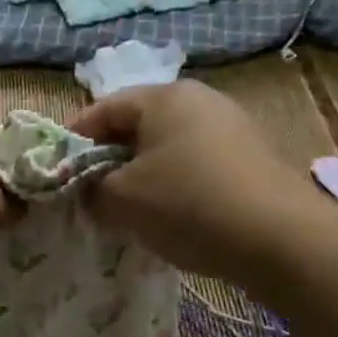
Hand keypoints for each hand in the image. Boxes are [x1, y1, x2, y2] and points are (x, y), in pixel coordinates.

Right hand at [69, 81, 314, 279]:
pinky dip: (175, 185)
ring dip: (143, 175)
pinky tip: (172, 217)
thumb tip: (91, 191)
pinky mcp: (251, 158)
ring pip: (168, 148)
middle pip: (138, 126)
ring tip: (129, 211)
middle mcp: (200, 101)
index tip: (58, 173)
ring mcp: (231, 128)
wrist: (279, 238)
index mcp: (164, 98)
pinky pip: (196, 165)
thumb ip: (92, 189)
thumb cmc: (187, 205)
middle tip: (91, 195)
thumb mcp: (123, 199)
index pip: (103, 109)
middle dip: (109, 160)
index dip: (74, 140)